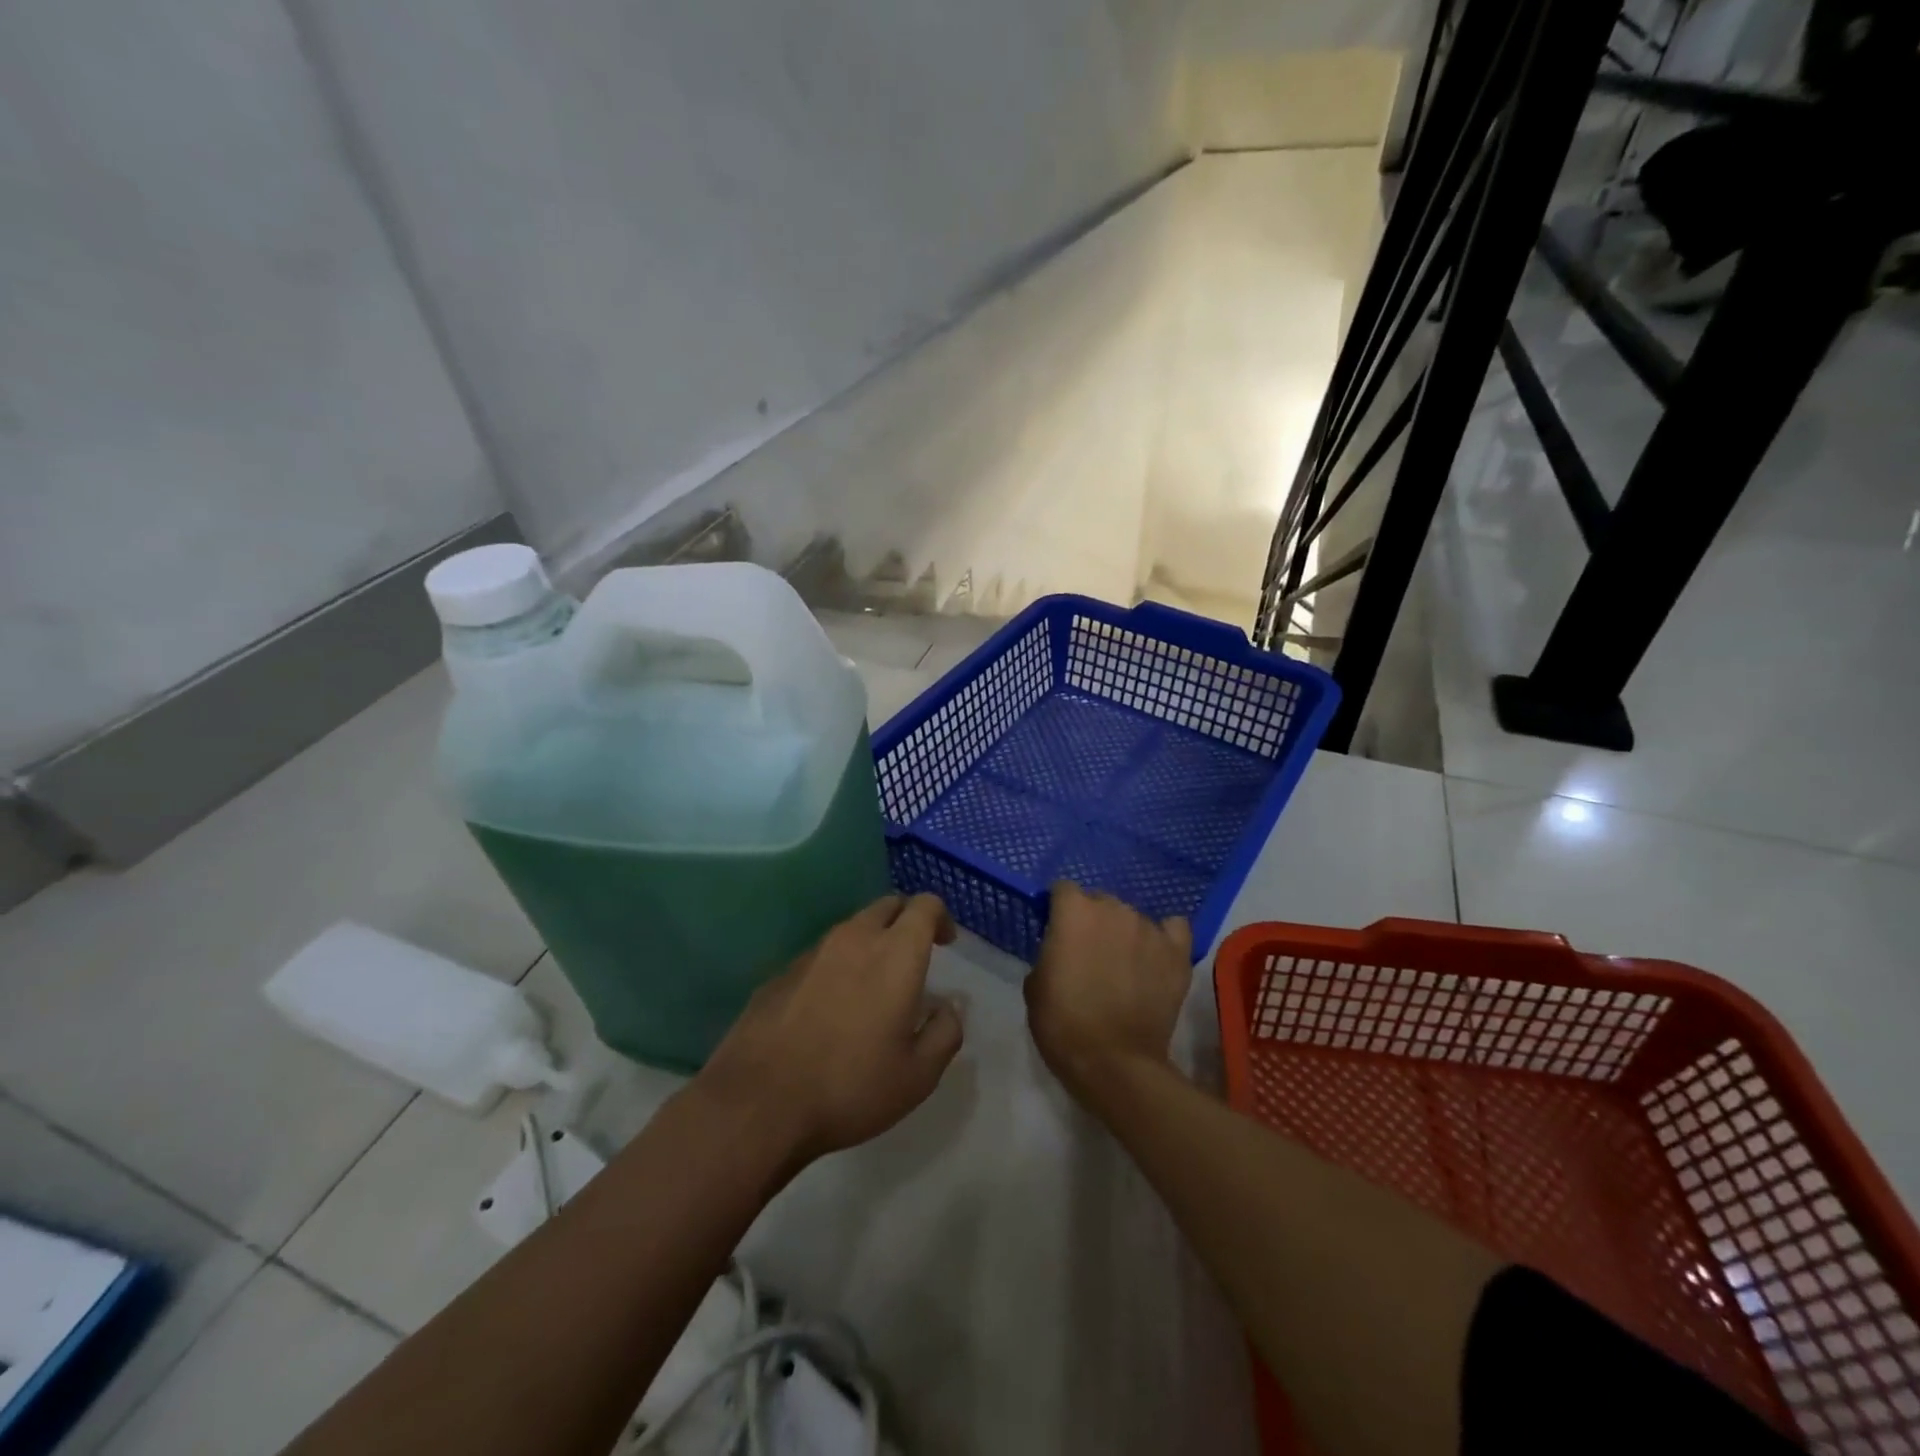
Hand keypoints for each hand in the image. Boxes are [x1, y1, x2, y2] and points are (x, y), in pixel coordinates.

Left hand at [695, 894, 963, 1164]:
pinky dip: (837, 965)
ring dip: (871, 942)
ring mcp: (812, 952)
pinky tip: (832, 1007)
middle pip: (887, 906)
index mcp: (895, 953)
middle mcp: (854, 938)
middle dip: (906, 921)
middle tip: (914, 957)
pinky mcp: (781, 971)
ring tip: (873, 984)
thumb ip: (945, 1032)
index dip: (941, 917)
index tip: (946, 943)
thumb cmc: (851, 1086)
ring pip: (852, 928)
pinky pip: (821, 955)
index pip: (925, 905)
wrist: (758, 1103)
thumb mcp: (918, 1075)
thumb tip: (948, 1008)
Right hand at [1026, 881, 1192, 1100]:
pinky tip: (1156, 955)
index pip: (1064, 889)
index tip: (1056, 932)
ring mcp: (1149, 929)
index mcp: (1074, 912)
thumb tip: (1062, 949)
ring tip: (1124, 964)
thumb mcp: (1035, 984)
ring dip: (1125, 933)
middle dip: (1093, 921)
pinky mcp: (1177, 952)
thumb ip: (1050, 952)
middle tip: (1089, 953)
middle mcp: (1114, 909)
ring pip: (1133, 917)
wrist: (1114, 1062)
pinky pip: (1173, 929)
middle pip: (1101, 901)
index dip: (1059, 910)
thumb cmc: (1063, 1023)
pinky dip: (1164, 938)